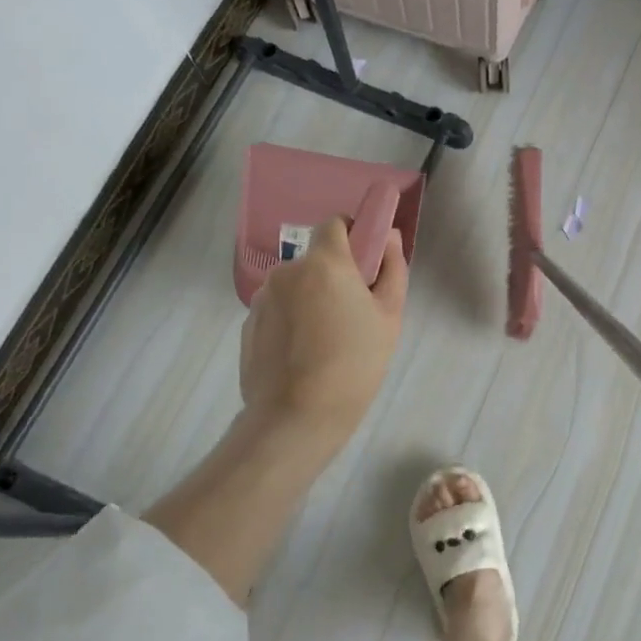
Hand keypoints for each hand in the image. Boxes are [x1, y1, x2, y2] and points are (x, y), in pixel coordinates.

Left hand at [240, 216, 406, 447]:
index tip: (366, 264)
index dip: (353, 236)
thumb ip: (392, 269)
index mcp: (324, 263)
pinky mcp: (247, 325)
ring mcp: (262, 298)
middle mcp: (287, 271)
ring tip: (326, 342)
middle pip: (315, 260)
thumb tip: (388, 237)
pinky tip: (303, 356)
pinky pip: (277, 311)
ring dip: (310, 300)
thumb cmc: (354, 363)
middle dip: (333, 276)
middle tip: (353, 314)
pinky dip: (291, 322)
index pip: (334, 224)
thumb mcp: (389, 316)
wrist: (296, 416)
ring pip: (295, 287)